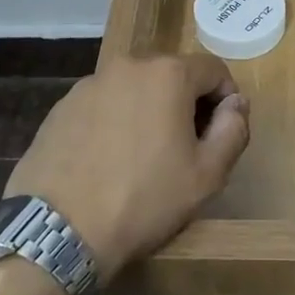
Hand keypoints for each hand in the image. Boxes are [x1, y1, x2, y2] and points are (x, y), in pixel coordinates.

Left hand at [5, 54, 248, 283]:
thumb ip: (233, 130)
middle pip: (172, 74)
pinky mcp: (62, 106)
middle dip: (187, 103)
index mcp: (168, 73)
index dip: (226, 98)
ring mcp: (90, 83)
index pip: (213, 69)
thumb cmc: (144, 200)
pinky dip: (115, 121)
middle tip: (186, 149)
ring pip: (135, 89)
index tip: (221, 134)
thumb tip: (236, 104)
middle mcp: (128, 65)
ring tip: (143, 158)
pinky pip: (104, 104)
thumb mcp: (207, 175)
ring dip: (149, 111)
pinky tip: (108, 161)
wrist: (58, 229)